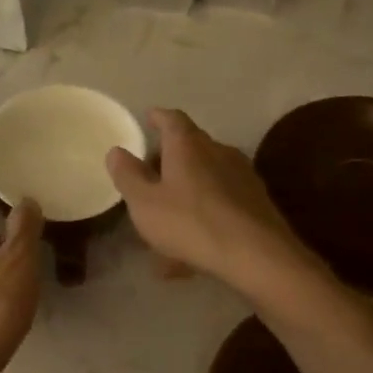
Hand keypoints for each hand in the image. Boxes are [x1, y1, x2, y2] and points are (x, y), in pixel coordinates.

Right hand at [106, 109, 309, 292]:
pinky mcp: (256, 202)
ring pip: (206, 178)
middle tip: (150, 174)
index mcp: (188, 145)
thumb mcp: (144, 202)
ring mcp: (242, 176)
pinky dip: (203, 216)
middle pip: (191, 147)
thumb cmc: (190, 222)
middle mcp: (218, 151)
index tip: (148, 118)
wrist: (256, 255)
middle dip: (170, 158)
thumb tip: (116, 151)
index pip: (172, 119)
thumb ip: (128, 175)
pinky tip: (190, 251)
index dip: (158, 118)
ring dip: (186, 192)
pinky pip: (220, 204)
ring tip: (167, 220)